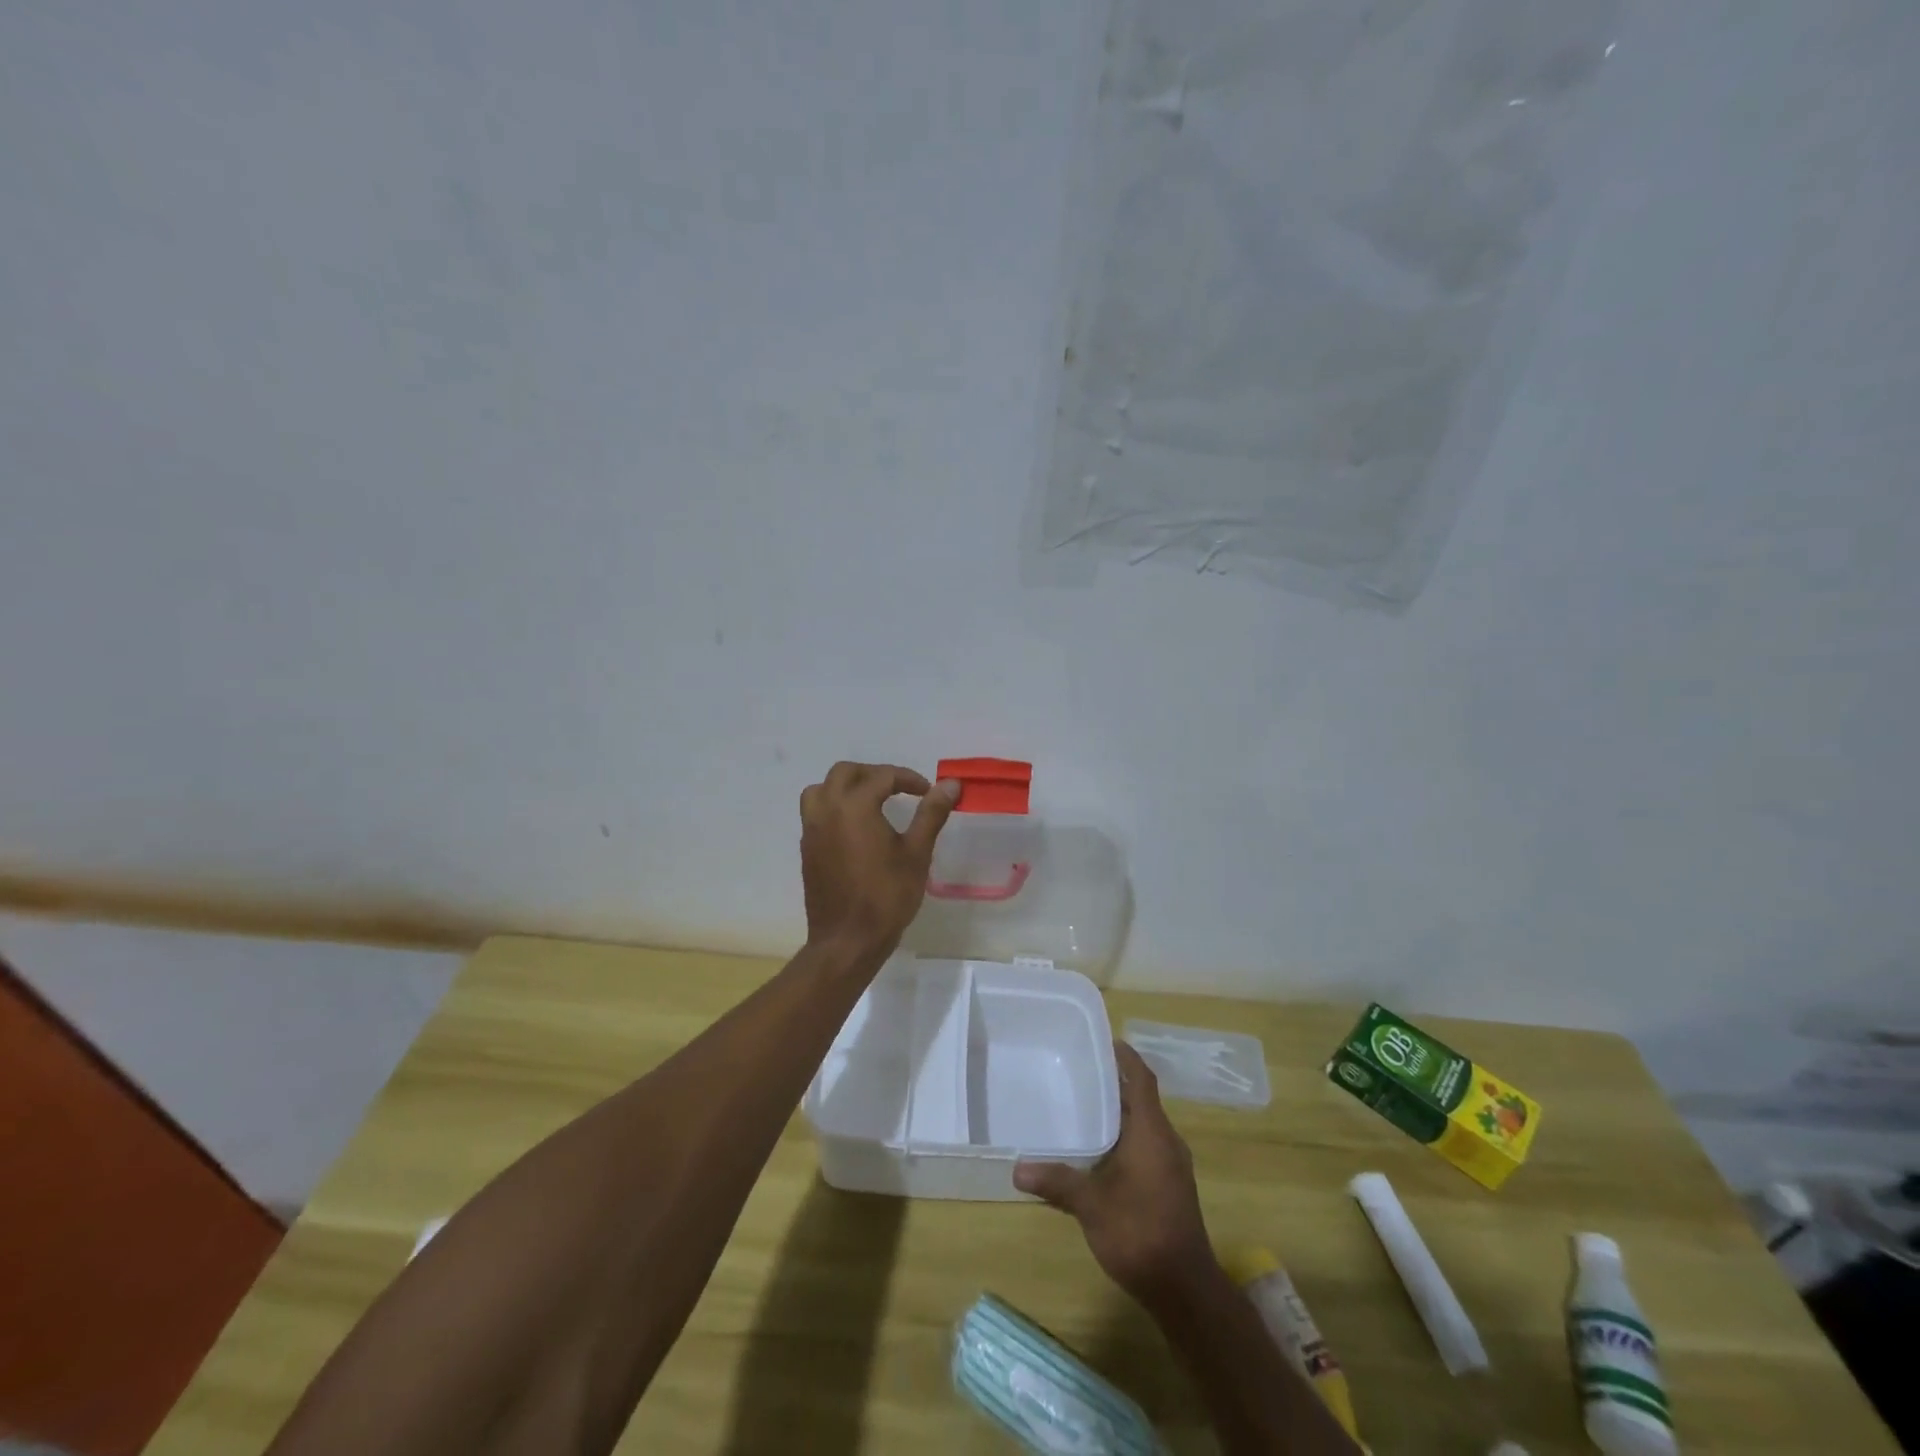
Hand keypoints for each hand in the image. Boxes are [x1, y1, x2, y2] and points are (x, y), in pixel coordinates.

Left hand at [799, 761, 958, 959]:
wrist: (848, 941)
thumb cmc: (887, 896)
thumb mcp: (916, 853)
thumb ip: (931, 813)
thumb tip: (951, 784)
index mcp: (854, 806)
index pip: (882, 776)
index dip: (908, 779)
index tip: (928, 792)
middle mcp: (827, 810)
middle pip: (845, 773)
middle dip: (874, 774)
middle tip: (899, 789)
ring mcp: (811, 829)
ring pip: (822, 789)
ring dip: (847, 786)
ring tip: (872, 801)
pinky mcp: (807, 848)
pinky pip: (815, 812)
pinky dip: (835, 806)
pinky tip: (856, 827)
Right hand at [1015, 1041, 1217, 1307]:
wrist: (1185, 1289)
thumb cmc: (1140, 1233)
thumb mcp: (1092, 1206)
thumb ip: (1057, 1183)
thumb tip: (1017, 1170)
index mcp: (1153, 1132)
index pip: (1142, 1079)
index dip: (1126, 1057)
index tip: (1105, 1040)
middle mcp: (1166, 1141)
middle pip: (1142, 1098)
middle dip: (1115, 1082)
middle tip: (1080, 1070)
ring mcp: (1171, 1165)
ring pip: (1145, 1124)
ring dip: (1120, 1111)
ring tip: (1083, 1104)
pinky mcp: (1170, 1186)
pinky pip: (1147, 1144)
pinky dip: (1124, 1135)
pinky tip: (1099, 1150)